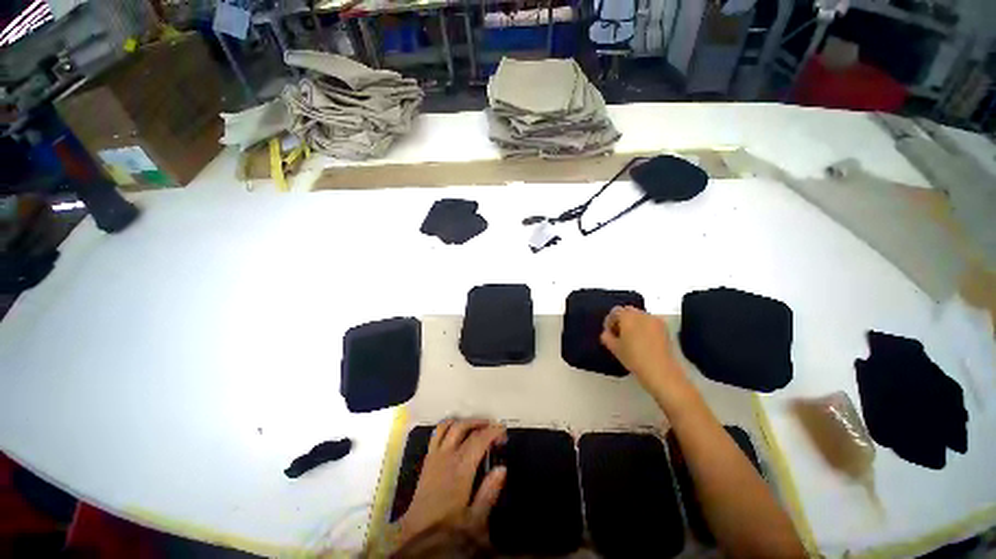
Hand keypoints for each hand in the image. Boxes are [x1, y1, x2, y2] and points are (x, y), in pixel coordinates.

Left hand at [396, 419, 506, 546]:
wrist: (416, 538)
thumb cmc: (447, 531)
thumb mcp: (474, 521)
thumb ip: (488, 493)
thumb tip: (502, 468)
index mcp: (460, 469)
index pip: (479, 440)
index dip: (493, 432)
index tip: (504, 432)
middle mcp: (446, 457)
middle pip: (464, 427)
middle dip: (481, 423)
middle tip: (494, 429)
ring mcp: (434, 456)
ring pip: (448, 426)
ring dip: (464, 422)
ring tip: (477, 426)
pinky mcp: (427, 460)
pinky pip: (436, 433)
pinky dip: (449, 426)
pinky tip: (457, 434)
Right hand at [600, 306, 686, 396]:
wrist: (661, 371)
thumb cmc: (634, 358)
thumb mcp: (615, 349)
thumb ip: (607, 337)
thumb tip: (607, 333)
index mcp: (627, 316)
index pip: (614, 312)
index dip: (610, 322)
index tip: (609, 333)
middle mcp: (642, 314)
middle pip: (628, 311)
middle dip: (622, 320)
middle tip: (619, 334)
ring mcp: (655, 320)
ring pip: (640, 316)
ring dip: (633, 323)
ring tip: (631, 338)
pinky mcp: (665, 328)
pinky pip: (650, 322)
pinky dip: (644, 327)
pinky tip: (643, 341)